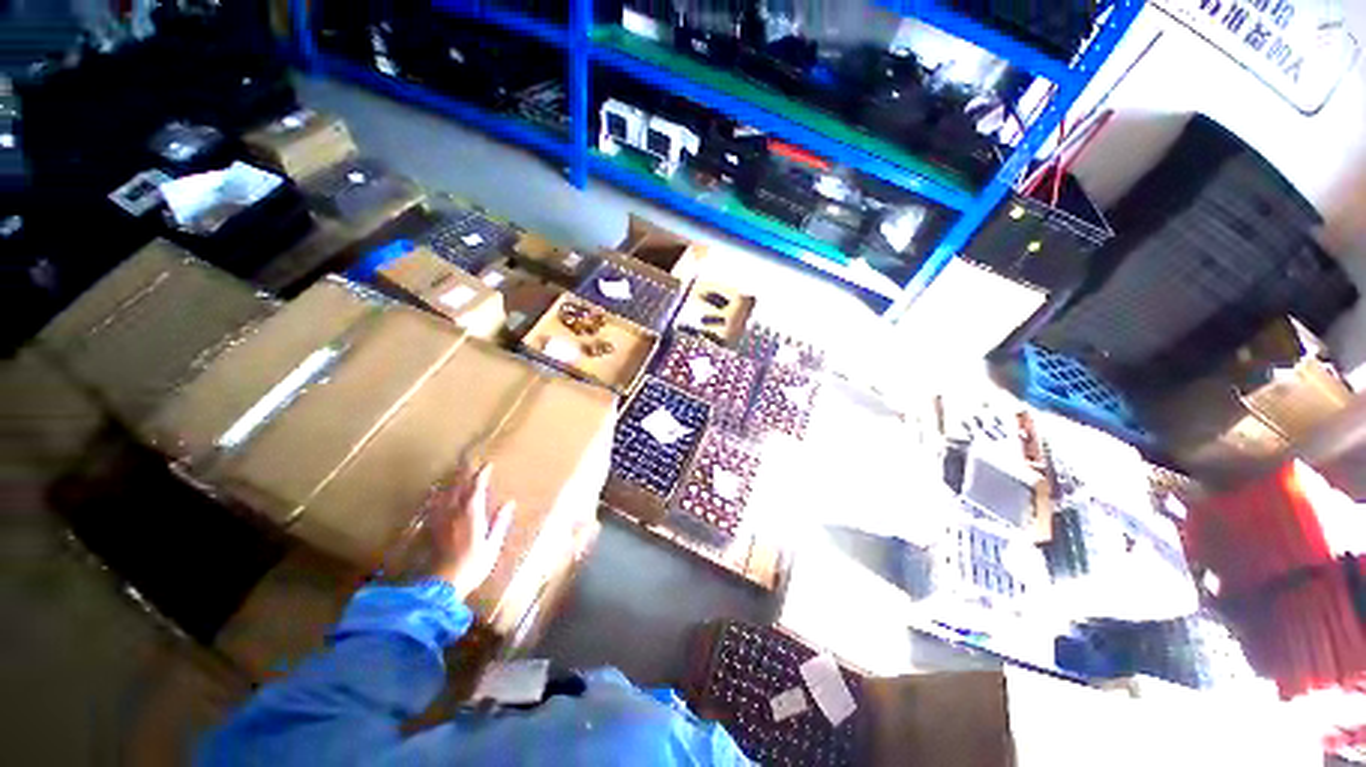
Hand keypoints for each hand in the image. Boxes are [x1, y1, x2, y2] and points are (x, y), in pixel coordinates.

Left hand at [423, 463, 514, 600]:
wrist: (442, 585)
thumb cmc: (473, 565)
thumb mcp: (492, 544)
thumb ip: (500, 522)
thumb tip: (509, 503)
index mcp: (471, 514)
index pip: (476, 487)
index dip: (482, 474)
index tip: (488, 464)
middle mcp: (454, 513)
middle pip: (457, 487)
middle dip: (463, 472)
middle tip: (468, 460)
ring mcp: (440, 520)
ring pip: (444, 494)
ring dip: (450, 482)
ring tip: (453, 473)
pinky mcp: (432, 529)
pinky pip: (434, 506)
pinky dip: (437, 496)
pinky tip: (435, 496)